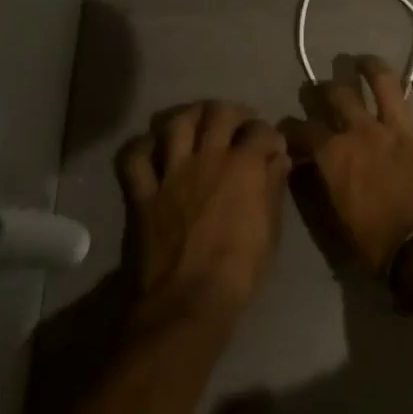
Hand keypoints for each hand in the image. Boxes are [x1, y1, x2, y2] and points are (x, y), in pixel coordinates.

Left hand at [117, 101, 289, 324]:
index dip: (270, 134)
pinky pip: (134, 158)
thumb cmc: (240, 270)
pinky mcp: (142, 192)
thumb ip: (273, 187)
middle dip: (232, 112)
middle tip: (237, 123)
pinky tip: (154, 146)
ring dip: (190, 116)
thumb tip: (278, 158)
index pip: (261, 130)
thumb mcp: (271, 229)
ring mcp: (171, 173)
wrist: (188, 301)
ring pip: (176, 123)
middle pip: (218, 113)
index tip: (271, 145)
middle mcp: (208, 158)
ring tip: (197, 122)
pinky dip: (143, 146)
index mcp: (244, 166)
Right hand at [280, 57, 412, 275]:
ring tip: (365, 62)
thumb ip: (324, 185)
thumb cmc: (378, 244)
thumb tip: (310, 168)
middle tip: (324, 88)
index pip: (304, 131)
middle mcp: (365, 132)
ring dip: (372, 68)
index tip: (289, 129)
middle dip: (326, 88)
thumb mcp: (337, 219)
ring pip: (385, 83)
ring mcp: (402, 129)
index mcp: (336, 155)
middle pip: (339, 95)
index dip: (292, 128)